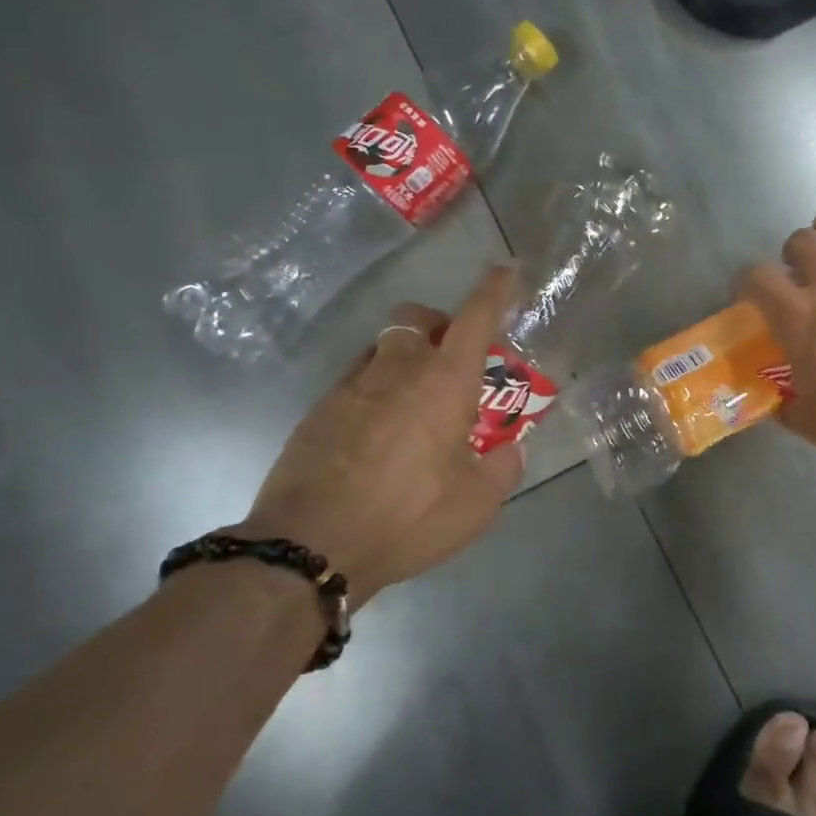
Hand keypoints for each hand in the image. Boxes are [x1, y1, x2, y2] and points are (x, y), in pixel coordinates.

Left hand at [235, 266, 523, 606]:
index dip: (494, 291)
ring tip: (416, 405)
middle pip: (416, 319)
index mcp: (444, 383)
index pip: (475, 318)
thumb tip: (508, 451)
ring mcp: (351, 387)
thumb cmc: (406, 516)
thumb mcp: (476, 504)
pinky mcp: (318, 411)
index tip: (505, 271)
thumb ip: (502, 469)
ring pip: (383, 348)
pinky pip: (356, 382)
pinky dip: (377, 391)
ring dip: (406, 359)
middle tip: (453, 360)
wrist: (307, 545)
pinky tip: (380, 435)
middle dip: (439, 324)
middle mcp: (397, 370)